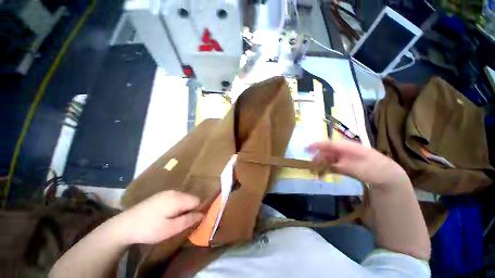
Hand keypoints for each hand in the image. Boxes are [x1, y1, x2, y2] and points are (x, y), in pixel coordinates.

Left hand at [115, 191, 202, 244]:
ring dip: (183, 208)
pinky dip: (176, 206)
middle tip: (180, 222)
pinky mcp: (161, 194)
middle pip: (191, 198)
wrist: (124, 225)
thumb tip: (202, 214)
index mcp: (178, 198)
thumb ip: (188, 220)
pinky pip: (176, 198)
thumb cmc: (149, 229)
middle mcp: (175, 192)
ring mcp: (167, 192)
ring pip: (184, 198)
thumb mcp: (170, 229)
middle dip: (190, 209)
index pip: (198, 200)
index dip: (197, 210)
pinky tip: (166, 215)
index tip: (190, 221)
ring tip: (172, 220)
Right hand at [308, 140, 409, 187]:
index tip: (307, 148)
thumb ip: (344, 166)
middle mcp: (343, 150)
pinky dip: (325, 169)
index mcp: (348, 147)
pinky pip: (331, 164)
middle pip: (326, 151)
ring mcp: (343, 156)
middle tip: (311, 166)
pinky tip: (322, 174)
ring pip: (327, 158)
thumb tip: (330, 165)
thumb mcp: (361, 169)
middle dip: (317, 157)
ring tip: (315, 172)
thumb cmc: (375, 169)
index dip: (318, 145)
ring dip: (320, 164)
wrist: (386, 175)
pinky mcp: (343, 163)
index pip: (330, 144)